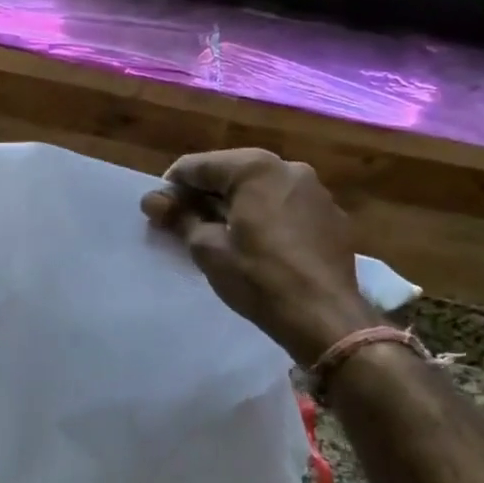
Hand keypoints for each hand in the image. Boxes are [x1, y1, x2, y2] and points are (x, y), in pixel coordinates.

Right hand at [141, 148, 381, 363]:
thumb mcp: (207, 248)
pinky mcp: (332, 216)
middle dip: (204, 194)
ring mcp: (316, 191)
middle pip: (231, 172)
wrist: (324, 316)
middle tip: (183, 222)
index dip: (171, 187)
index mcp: (255, 168)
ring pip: (260, 188)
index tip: (157, 211)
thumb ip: (179, 217)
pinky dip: (264, 215)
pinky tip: (257, 244)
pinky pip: (285, 205)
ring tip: (219, 234)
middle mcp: (289, 167)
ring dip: (234, 204)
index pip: (198, 166)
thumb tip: (152, 200)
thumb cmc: (258, 277)